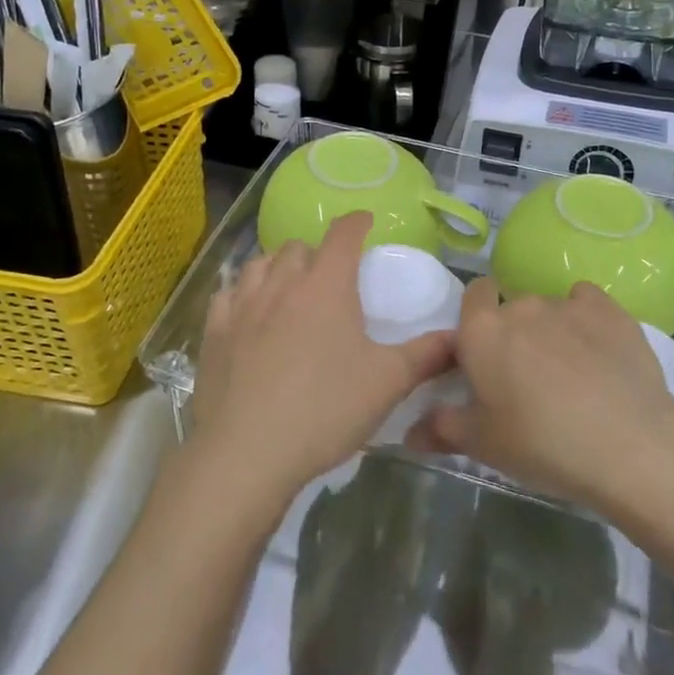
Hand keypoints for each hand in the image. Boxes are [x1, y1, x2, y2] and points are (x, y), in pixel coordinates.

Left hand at [186, 212, 451, 516]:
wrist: (247, 452)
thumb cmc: (325, 409)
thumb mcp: (387, 383)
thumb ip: (427, 355)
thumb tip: (460, 338)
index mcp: (326, 285)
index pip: (343, 234)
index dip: (356, 222)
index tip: (365, 222)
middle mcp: (282, 284)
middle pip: (298, 247)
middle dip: (317, 251)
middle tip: (330, 274)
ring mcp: (242, 306)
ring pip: (259, 264)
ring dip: (277, 266)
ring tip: (288, 285)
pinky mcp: (213, 333)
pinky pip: (226, 294)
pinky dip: (240, 292)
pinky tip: (246, 309)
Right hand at [409, 279, 673, 511]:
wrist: (628, 444)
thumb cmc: (542, 445)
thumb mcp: (484, 445)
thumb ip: (443, 428)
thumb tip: (410, 432)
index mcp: (482, 332)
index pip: (472, 295)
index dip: (478, 316)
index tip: (488, 351)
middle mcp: (520, 306)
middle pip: (512, 308)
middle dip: (516, 334)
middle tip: (529, 379)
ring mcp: (566, 304)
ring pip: (550, 309)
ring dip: (552, 331)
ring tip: (572, 374)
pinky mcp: (608, 309)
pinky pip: (587, 303)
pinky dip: (587, 320)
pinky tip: (599, 351)